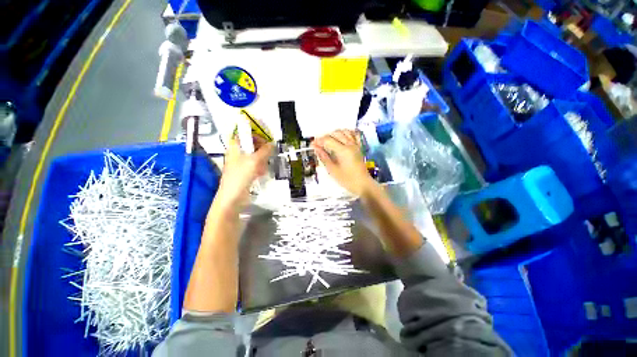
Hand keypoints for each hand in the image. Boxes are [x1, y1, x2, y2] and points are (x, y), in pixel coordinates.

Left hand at [214, 136, 273, 211]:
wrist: (233, 197)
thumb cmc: (241, 176)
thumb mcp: (254, 161)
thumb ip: (265, 151)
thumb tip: (272, 144)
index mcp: (235, 147)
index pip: (245, 135)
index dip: (256, 137)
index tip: (266, 142)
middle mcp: (237, 153)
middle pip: (252, 146)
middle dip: (261, 152)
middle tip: (266, 157)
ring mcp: (240, 163)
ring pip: (255, 157)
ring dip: (262, 162)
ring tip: (262, 168)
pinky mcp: (245, 172)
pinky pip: (255, 166)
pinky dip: (259, 168)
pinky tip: (261, 174)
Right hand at [311, 129, 375, 195]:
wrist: (363, 184)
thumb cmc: (347, 179)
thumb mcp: (332, 170)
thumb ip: (324, 157)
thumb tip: (315, 148)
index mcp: (343, 150)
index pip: (328, 140)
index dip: (319, 141)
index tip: (312, 144)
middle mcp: (350, 144)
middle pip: (335, 133)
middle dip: (325, 137)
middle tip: (319, 144)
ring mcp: (356, 145)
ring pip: (344, 132)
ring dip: (334, 134)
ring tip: (328, 141)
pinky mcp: (359, 147)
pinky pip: (353, 134)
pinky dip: (346, 133)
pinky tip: (341, 137)